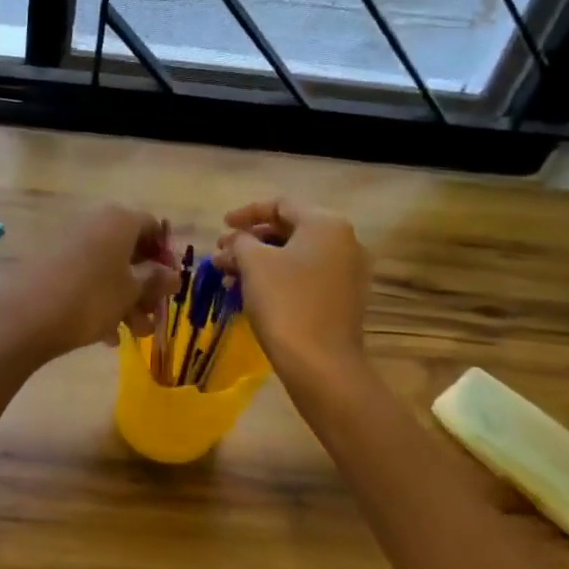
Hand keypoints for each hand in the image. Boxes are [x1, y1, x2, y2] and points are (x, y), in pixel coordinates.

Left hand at [0, 204, 178, 364]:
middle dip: (146, 286)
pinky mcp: (51, 265)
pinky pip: (86, 279)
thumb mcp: (132, 291)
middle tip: (154, 317)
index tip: (171, 286)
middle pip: (130, 251)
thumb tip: (173, 274)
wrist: (24, 318)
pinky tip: (106, 336)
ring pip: (109, 269)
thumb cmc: (90, 298)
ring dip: (126, 300)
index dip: (166, 256)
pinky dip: (101, 302)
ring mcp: (69, 243)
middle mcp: (93, 224)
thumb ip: (156, 280)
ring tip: (134, 334)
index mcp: (117, 220)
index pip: (153, 227)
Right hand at [214, 198, 369, 384]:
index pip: (280, 204)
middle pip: (288, 229)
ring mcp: (347, 271)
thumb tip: (235, 239)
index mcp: (325, 224)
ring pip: (295, 255)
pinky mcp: (343, 298)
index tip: (222, 225)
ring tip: (227, 275)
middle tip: (221, 253)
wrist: (321, 364)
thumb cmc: (285, 303)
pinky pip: (305, 276)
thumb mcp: (253, 263)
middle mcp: (343, 241)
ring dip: (259, 261)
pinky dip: (278, 277)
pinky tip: (251, 292)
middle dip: (250, 240)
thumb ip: (240, 241)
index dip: (246, 212)